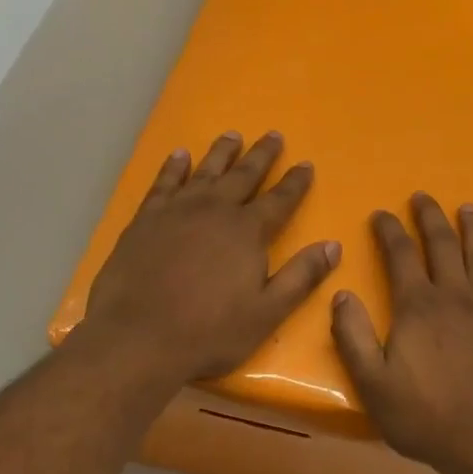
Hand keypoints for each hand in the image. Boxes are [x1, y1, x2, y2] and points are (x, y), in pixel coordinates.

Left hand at [82, 131, 340, 383]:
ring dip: (221, 153)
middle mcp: (214, 211)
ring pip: (204, 172)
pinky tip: (180, 156)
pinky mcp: (144, 220)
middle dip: (261, 156)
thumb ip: (301, 277)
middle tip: (273, 135)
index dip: (295, 183)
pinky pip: (163, 183)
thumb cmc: (211, 333)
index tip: (306, 164)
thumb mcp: (267, 312)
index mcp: (247, 233)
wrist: (139, 338)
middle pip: (243, 176)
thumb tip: (333, 246)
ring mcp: (176, 212)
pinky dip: (174, 167)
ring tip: (232, 135)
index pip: (279, 200)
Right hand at [331, 193, 472, 473]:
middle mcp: (454, 297)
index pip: (400, 255)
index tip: (381, 214)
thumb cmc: (424, 417)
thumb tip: (341, 295)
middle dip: (430, 217)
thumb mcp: (373, 384)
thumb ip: (353, 337)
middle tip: (423, 197)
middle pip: (442, 245)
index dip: (389, 231)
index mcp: (417, 307)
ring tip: (467, 208)